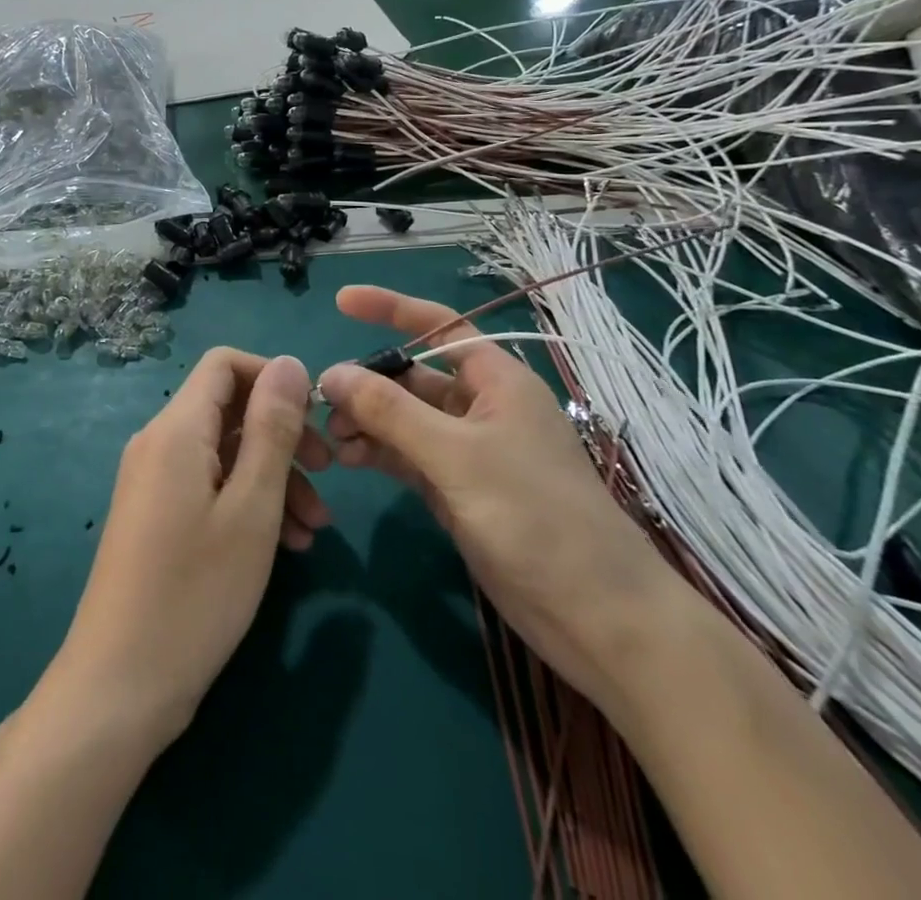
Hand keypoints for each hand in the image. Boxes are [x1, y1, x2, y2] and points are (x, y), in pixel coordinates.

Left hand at [46, 350, 330, 744]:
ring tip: (316, 528)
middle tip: (330, 474)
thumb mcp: (251, 508)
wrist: (119, 686)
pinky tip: (286, 544)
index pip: (225, 364)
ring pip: (226, 453)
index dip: (273, 378)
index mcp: (177, 429)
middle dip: (284, 434)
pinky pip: (210, 486)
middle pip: (230, 409)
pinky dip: (249, 502)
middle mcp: (160, 444)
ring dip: (275, 477)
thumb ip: (273, 429)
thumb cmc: (195, 593)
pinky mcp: (158, 516)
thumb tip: (288, 362)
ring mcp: (155, 482)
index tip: (315, 418)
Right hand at [319, 287, 668, 705]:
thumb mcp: (457, 456)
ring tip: (330, 440)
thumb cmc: (535, 517)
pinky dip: (379, 453)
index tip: (340, 302)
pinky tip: (348, 460)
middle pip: (414, 376)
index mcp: (497, 381)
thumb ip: (391, 412)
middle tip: (322, 403)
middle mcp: (482, 408)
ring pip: (406, 419)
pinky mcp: (459, 491)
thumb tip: (332, 373)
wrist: (597, 618)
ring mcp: (470, 452)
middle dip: (369, 383)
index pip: (438, 326)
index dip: (390, 308)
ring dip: (368, 422)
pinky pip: (409, 456)